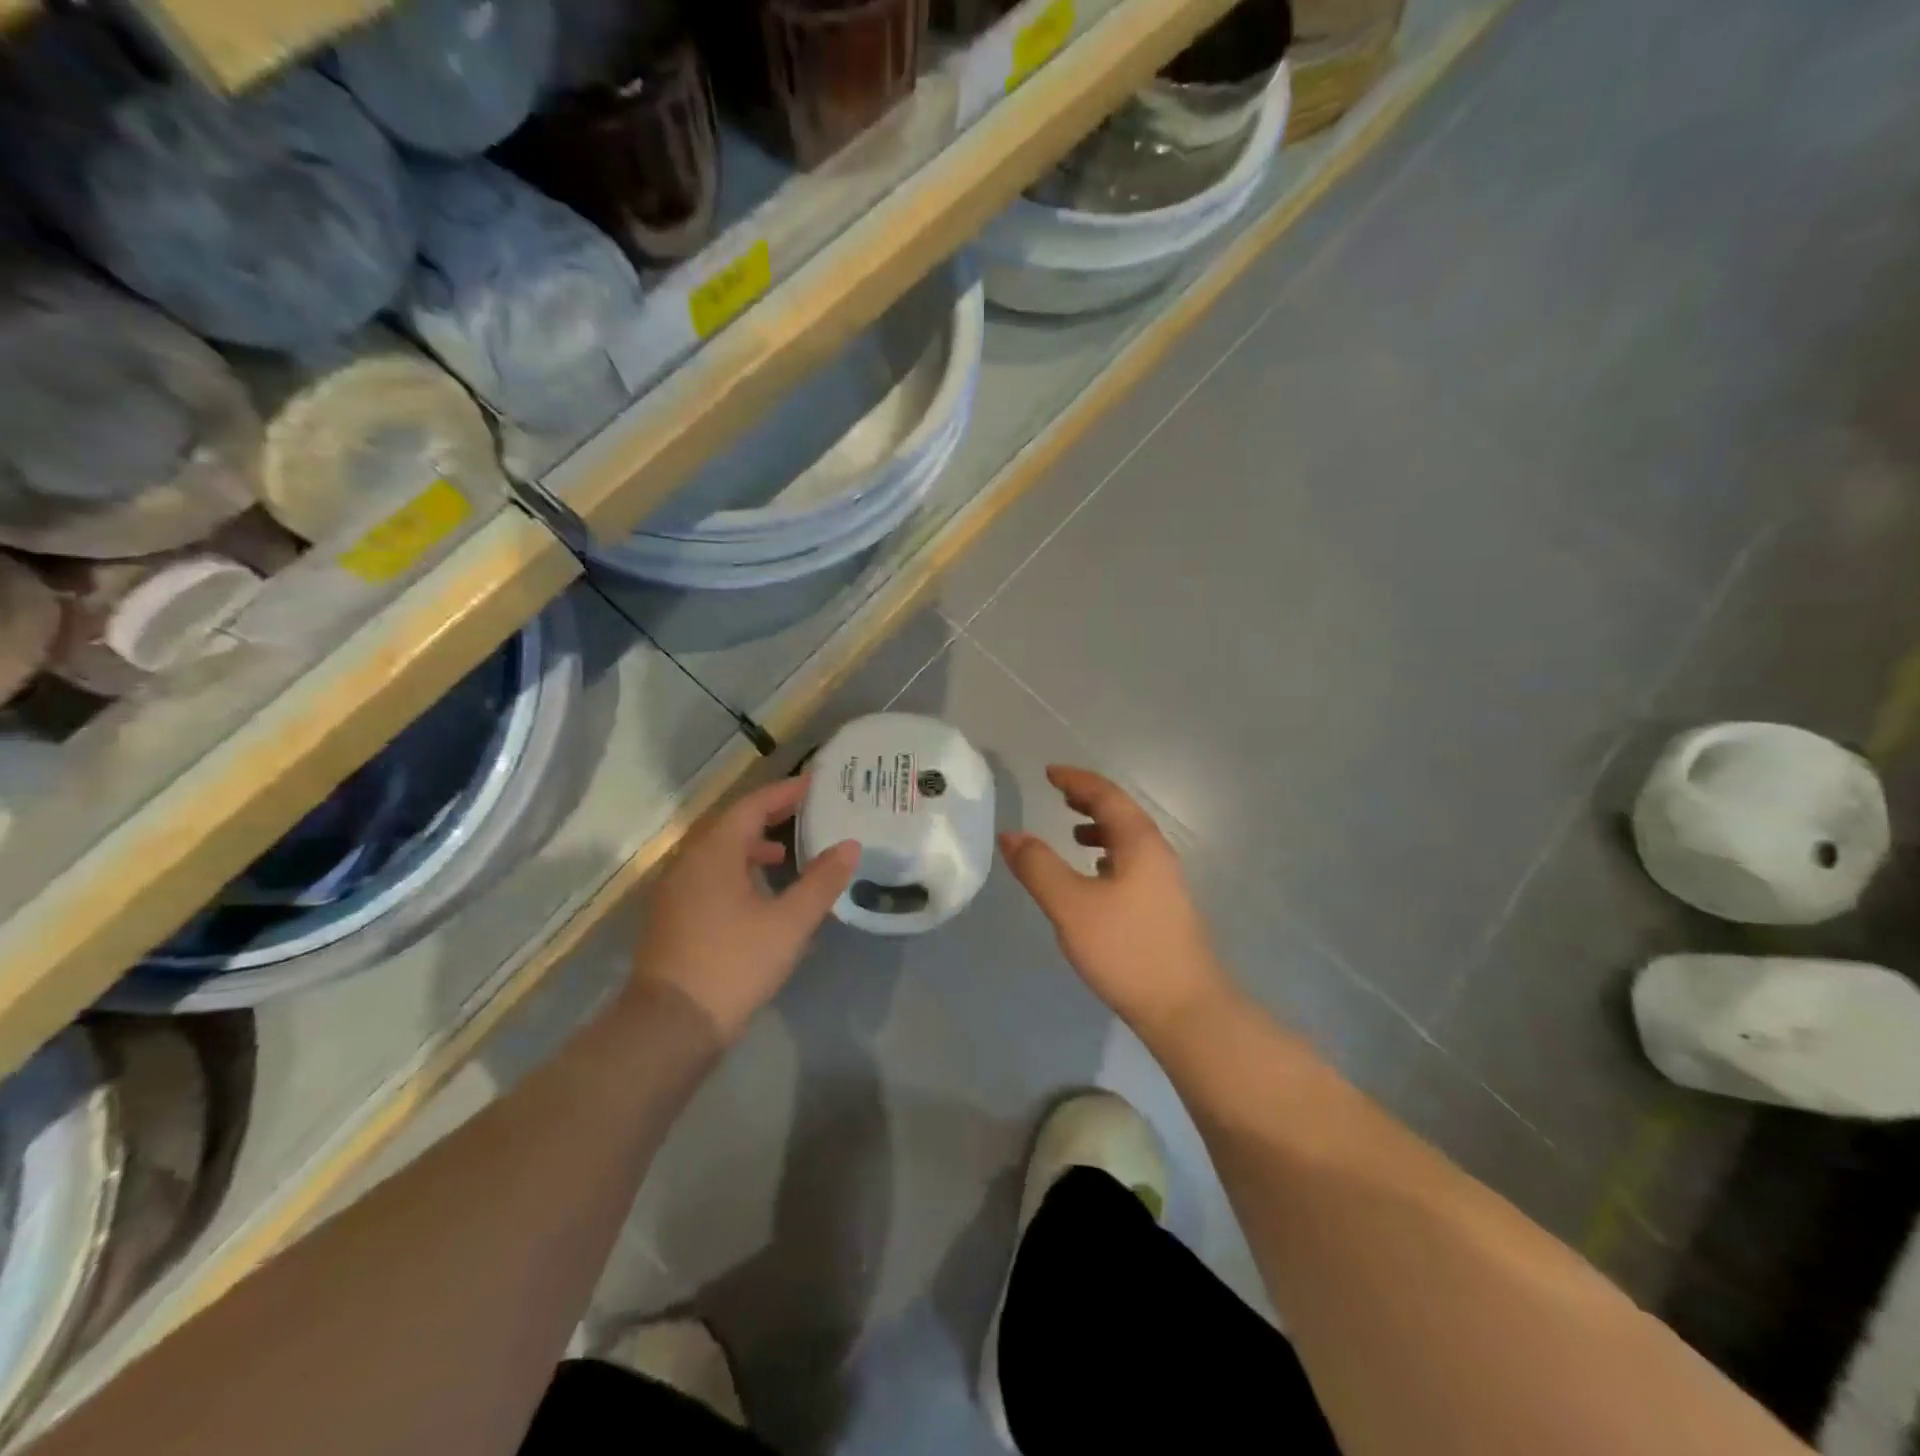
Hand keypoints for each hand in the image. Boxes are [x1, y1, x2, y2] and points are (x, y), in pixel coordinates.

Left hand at [633, 776, 858, 1041]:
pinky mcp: (673, 917)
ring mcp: (676, 891)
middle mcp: (689, 862)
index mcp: (714, 852)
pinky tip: (758, 895)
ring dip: (751, 845)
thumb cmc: (733, 964)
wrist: (670, 1026)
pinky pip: (709, 876)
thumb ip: (821, 881)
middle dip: (768, 815)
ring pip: (718, 852)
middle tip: (805, 812)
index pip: (752, 806)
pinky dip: (737, 870)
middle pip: (731, 824)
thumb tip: (850, 845)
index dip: (784, 792)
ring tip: (785, 854)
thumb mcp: (789, 923)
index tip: (815, 784)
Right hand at [1001, 765, 1234, 1038]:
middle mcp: (1157, 854)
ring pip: (1128, 841)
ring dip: (1100, 829)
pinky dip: (1108, 857)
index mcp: (1139, 843)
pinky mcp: (1162, 908)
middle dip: (1089, 801)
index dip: (1077, 780)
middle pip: (1121, 814)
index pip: (1107, 796)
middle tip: (1059, 795)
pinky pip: (1131, 864)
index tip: (1049, 773)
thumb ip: (1038, 867)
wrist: (1185, 1008)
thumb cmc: (1126, 949)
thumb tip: (1010, 835)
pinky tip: (1094, 878)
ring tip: (1072, 834)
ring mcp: (1164, 883)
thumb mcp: (1071, 906)